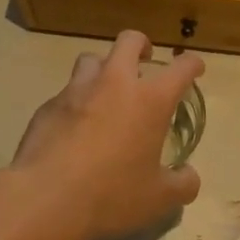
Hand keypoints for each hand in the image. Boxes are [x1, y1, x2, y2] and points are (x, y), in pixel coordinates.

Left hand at [7, 31, 203, 239]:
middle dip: (141, 45)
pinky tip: (74, 127)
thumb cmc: (111, 194)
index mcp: (150, 99)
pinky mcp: (48, 106)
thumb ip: (181, 185)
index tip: (194, 67)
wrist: (44, 199)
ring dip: (103, 68)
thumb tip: (189, 177)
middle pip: (129, 41)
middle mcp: (115, 83)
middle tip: (145, 61)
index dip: (192, 64)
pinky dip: (76, 101)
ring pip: (92, 59)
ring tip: (105, 91)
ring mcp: (77, 90)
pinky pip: (66, 93)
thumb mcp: (158, 199)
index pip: (181, 68)